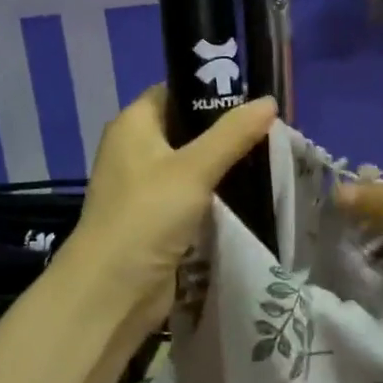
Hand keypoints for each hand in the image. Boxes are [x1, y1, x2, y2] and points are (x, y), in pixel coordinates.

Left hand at [64, 86, 278, 338]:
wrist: (112, 291)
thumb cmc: (147, 215)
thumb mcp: (194, 169)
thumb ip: (233, 134)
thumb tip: (269, 101)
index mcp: (133, 124)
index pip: (175, 92)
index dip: (211, 91)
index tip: (253, 97)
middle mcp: (134, 149)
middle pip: (186, 129)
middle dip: (225, 130)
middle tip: (270, 130)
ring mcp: (144, 186)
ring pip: (191, 164)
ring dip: (223, 164)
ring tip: (268, 158)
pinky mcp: (155, 218)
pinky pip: (190, 195)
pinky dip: (214, 194)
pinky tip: (247, 194)